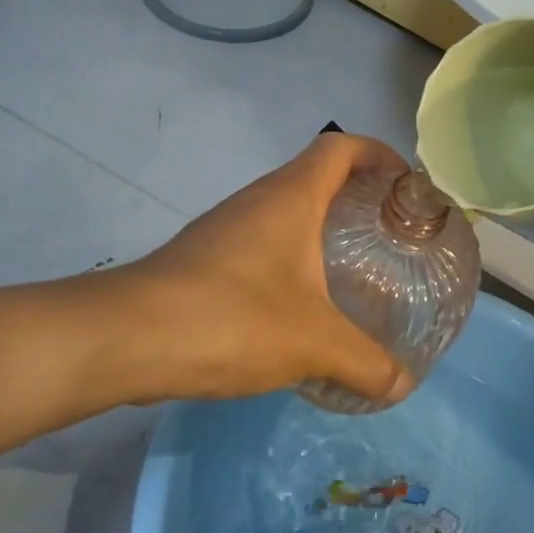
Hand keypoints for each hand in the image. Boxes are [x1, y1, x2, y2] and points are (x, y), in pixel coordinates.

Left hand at [117, 133, 416, 405]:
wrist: (127, 338)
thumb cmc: (233, 318)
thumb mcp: (314, 343)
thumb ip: (365, 363)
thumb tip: (401, 385)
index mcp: (291, 198)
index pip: (341, 147)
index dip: (379, 154)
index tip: (407, 185)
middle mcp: (257, 201)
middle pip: (315, 177)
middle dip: (356, 198)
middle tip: (389, 238)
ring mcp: (225, 229)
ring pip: (285, 214)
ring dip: (320, 232)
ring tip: (353, 273)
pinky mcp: (203, 260)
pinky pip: (260, 246)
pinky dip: (290, 262)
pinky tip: (300, 307)